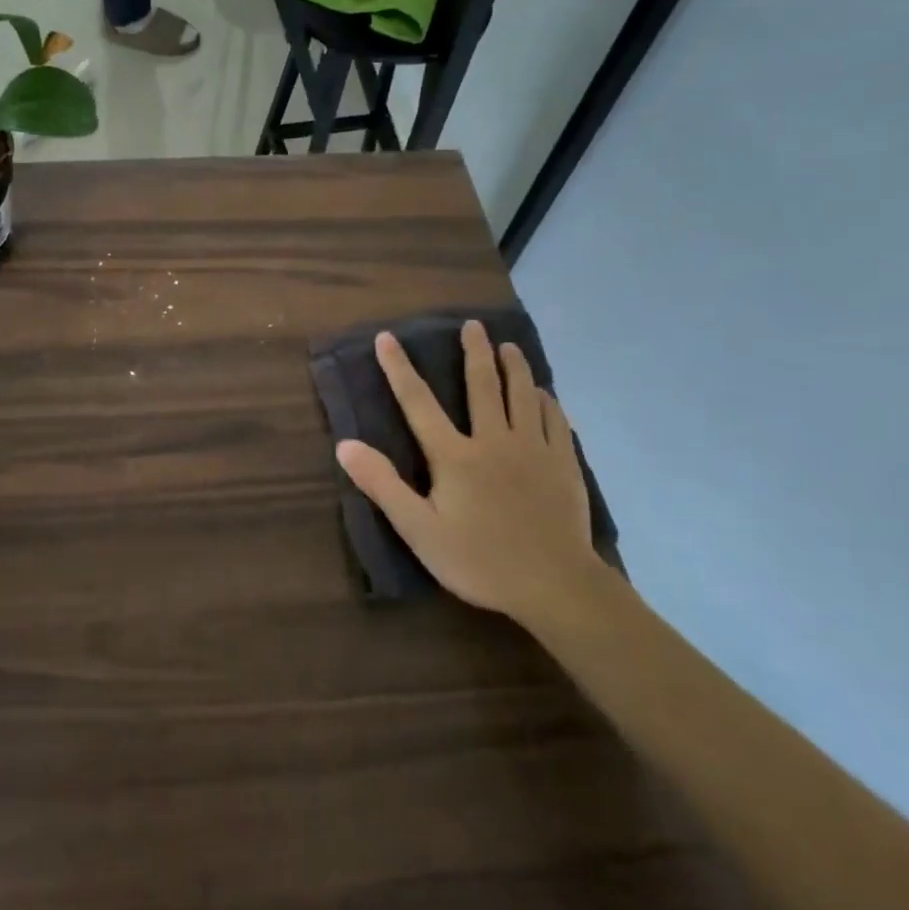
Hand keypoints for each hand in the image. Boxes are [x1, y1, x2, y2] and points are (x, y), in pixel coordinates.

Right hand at [336, 321, 598, 621]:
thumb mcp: (419, 530)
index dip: (399, 368)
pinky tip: (545, 395)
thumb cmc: (480, 560)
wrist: (555, 585)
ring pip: (523, 396)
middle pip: (483, 386)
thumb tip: (345, 445)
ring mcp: (534, 450)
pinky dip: (547, 402)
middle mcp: (494, 440)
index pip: (419, 403)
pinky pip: (556, 421)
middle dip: (475, 352)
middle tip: (473, 324)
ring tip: (509, 347)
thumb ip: (383, 485)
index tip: (387, 337)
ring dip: (515, 368)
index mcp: (455, 455)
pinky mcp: (563, 464)